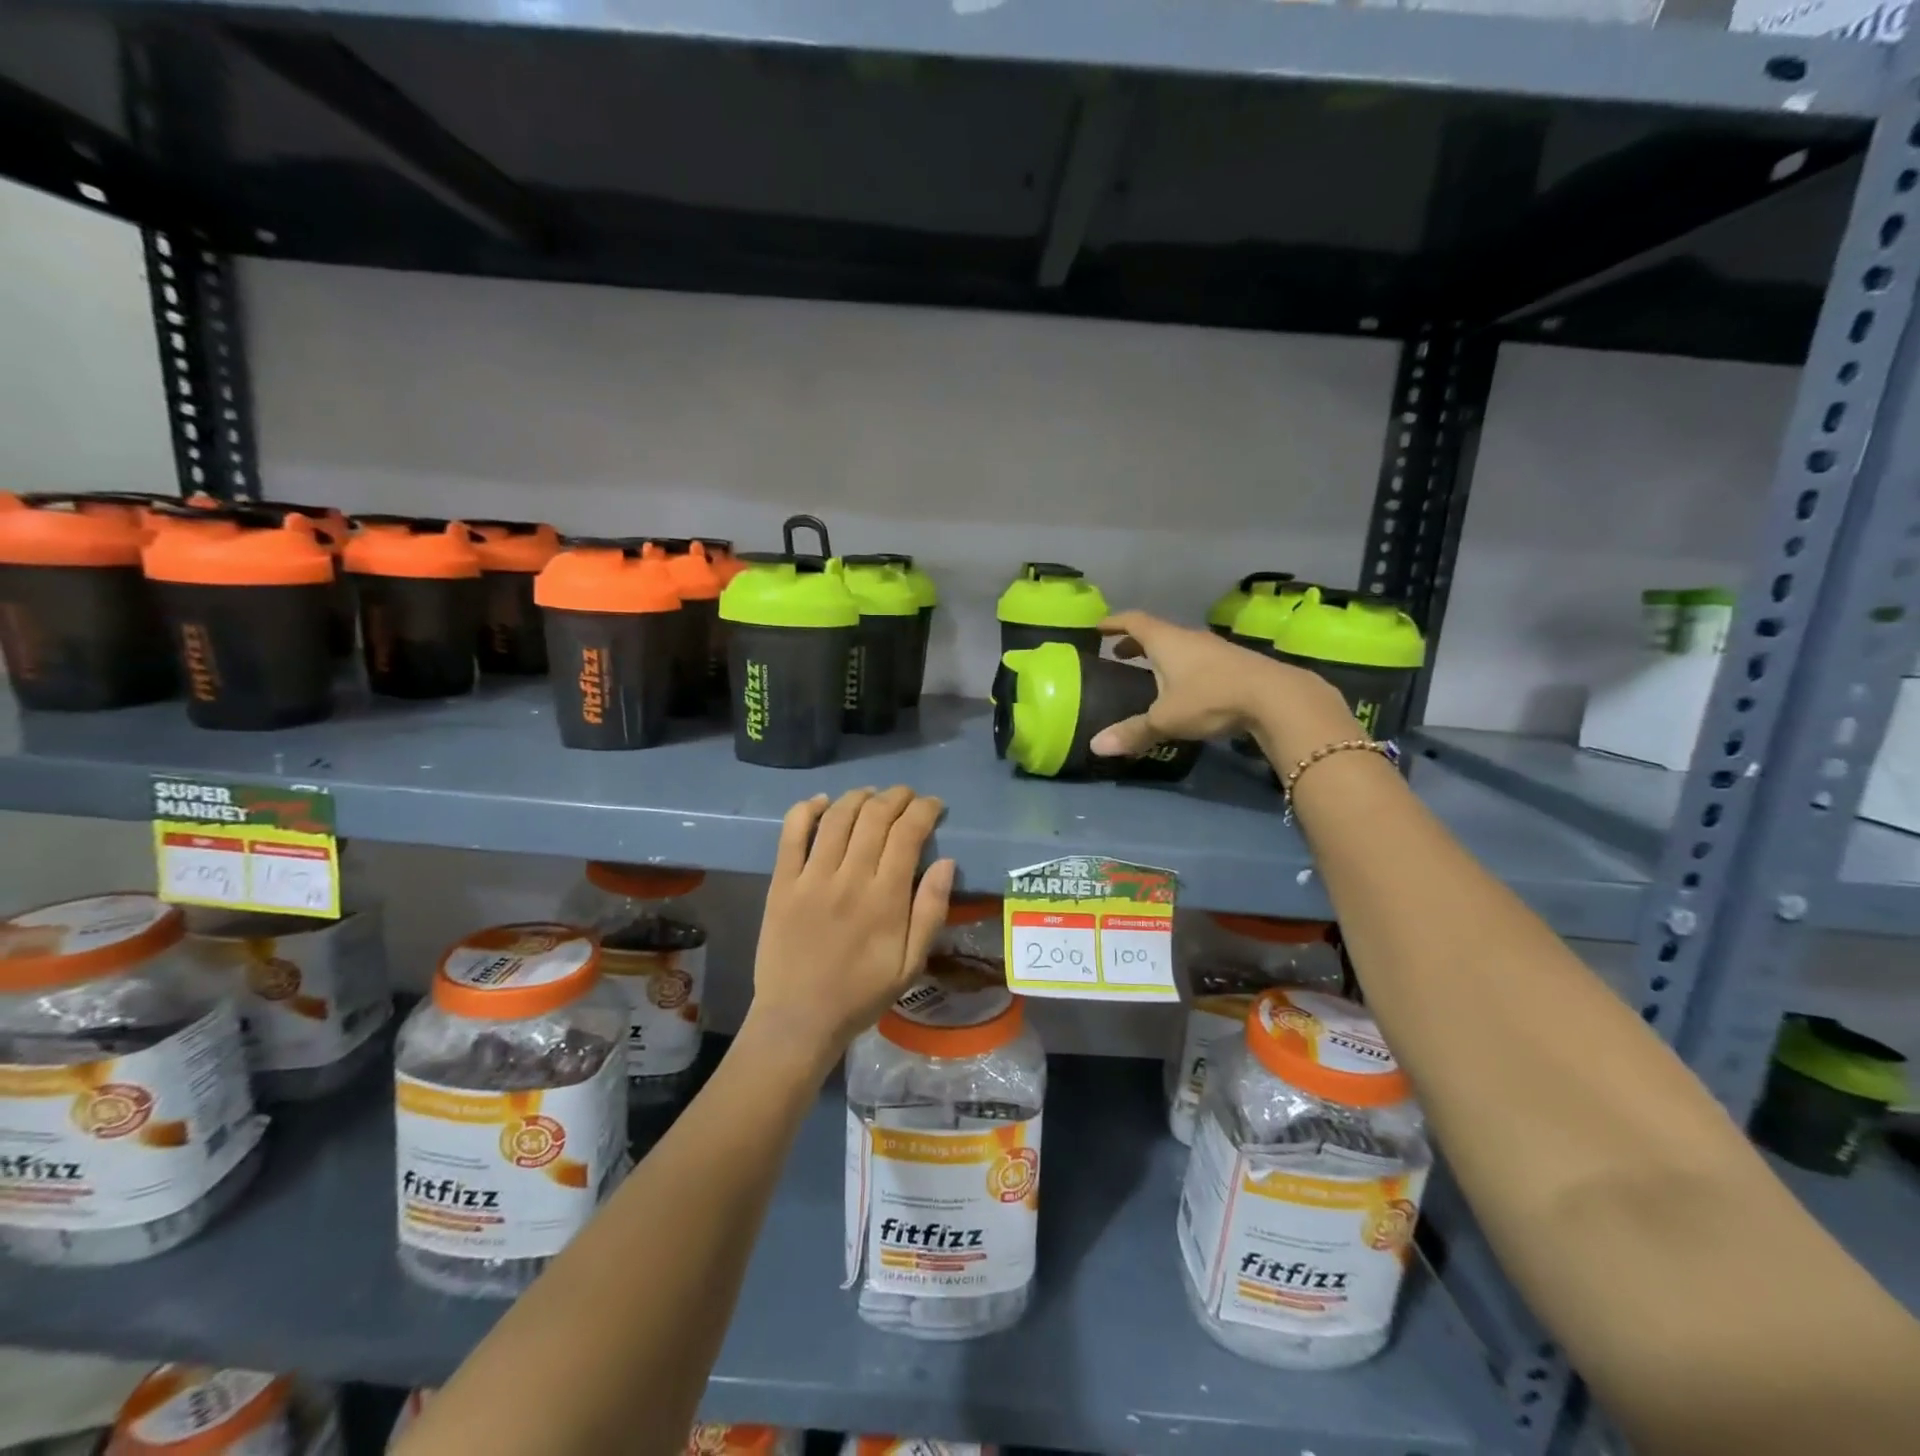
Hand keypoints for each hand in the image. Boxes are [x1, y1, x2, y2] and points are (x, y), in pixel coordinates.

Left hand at [747, 787, 953, 1067]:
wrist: (799, 1020)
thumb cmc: (861, 994)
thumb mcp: (911, 964)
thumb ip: (931, 911)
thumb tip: (946, 862)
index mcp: (885, 899)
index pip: (907, 834)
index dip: (924, 810)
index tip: (933, 805)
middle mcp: (849, 879)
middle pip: (874, 817)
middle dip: (896, 797)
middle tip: (907, 796)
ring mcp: (811, 878)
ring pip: (837, 818)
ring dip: (858, 797)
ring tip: (872, 795)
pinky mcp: (782, 883)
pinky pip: (792, 834)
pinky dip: (807, 810)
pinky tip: (822, 802)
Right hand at [1088, 610, 1361, 767]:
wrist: (1276, 697)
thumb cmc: (1211, 698)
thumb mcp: (1166, 719)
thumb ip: (1132, 732)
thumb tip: (1095, 747)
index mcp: (1166, 641)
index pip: (1133, 622)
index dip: (1114, 623)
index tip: (1098, 627)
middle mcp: (1189, 638)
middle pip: (1157, 633)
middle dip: (1136, 643)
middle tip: (1119, 654)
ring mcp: (1215, 649)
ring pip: (1180, 646)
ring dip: (1161, 655)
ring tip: (1149, 672)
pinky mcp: (1235, 663)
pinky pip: (1198, 659)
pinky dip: (1182, 667)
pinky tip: (1184, 687)